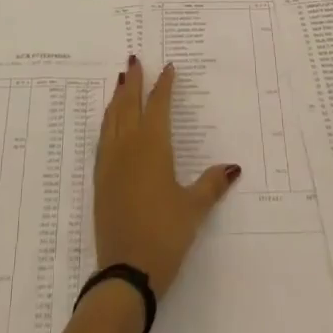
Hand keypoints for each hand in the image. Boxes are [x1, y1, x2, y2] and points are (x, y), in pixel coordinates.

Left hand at [95, 56, 240, 298]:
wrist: (125, 271)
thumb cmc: (165, 235)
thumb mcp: (193, 209)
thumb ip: (211, 185)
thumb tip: (233, 167)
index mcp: (152, 146)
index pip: (158, 106)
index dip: (164, 85)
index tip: (168, 67)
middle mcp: (128, 146)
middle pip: (129, 104)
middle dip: (134, 81)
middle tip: (134, 60)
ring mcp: (110, 161)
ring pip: (111, 118)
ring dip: (117, 98)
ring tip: (121, 82)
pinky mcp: (100, 179)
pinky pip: (103, 137)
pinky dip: (107, 121)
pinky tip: (109, 122)